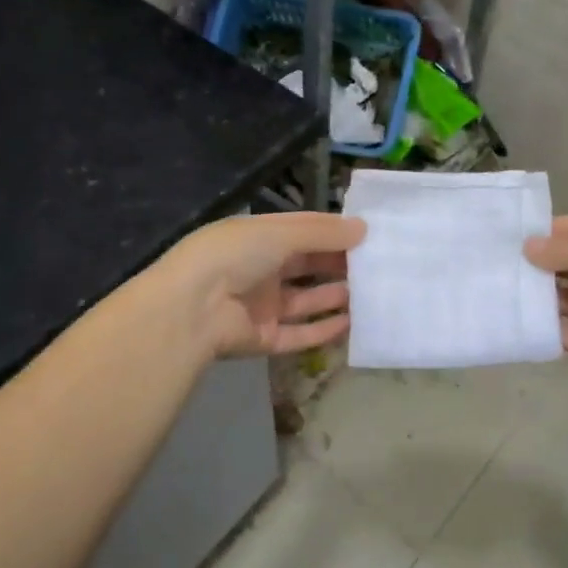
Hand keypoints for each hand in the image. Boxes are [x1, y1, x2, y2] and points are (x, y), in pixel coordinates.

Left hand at [160, 213, 366, 358]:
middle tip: (376, 264)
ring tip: (371, 292)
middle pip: (306, 265)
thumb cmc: (233, 256)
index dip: (332, 231)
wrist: (191, 309)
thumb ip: (322, 233)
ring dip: (335, 296)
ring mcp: (260, 306)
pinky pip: (298, 334)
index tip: (367, 234)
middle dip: (338, 263)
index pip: (301, 231)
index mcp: (256, 238)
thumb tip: (363, 229)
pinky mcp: (262, 339)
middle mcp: (258, 270)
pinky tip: (351, 323)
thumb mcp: (279, 233)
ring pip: (305, 301)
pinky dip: (323, 330)